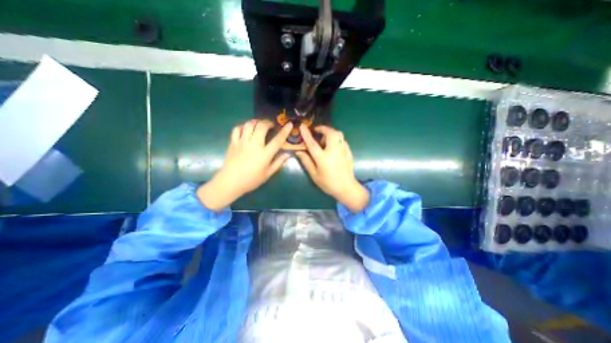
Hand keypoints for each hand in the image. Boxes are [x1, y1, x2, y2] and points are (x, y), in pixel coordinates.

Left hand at [195, 121, 290, 210]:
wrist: (230, 182)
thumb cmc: (251, 180)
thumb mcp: (268, 174)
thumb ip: (278, 162)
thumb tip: (288, 154)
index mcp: (264, 154)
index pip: (277, 140)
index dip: (285, 131)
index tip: (289, 124)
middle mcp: (254, 145)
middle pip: (261, 127)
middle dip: (268, 123)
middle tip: (271, 125)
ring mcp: (242, 142)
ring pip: (249, 125)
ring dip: (256, 122)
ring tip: (259, 124)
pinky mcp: (233, 143)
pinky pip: (237, 129)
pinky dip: (243, 126)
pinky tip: (246, 129)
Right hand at [295, 124, 369, 211]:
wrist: (346, 188)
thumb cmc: (328, 183)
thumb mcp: (314, 174)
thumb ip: (306, 161)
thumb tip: (298, 151)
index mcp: (323, 158)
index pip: (313, 143)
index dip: (306, 134)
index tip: (302, 126)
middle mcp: (334, 151)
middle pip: (330, 133)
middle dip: (323, 129)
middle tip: (317, 131)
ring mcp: (343, 150)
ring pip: (338, 134)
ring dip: (330, 132)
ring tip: (324, 138)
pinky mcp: (349, 152)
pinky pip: (342, 140)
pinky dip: (336, 139)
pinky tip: (333, 146)